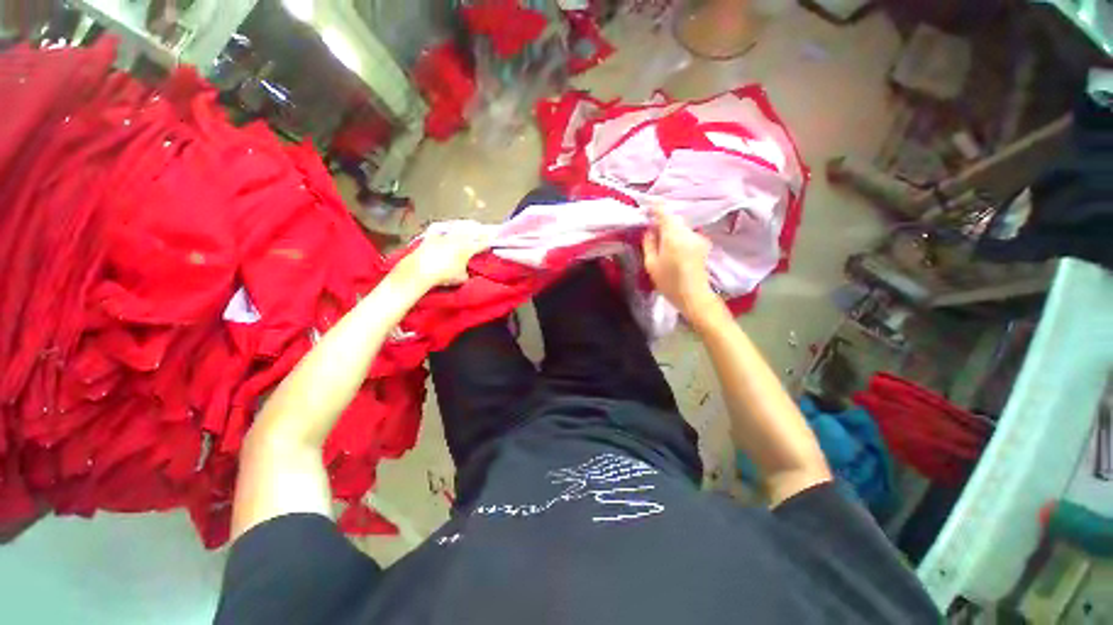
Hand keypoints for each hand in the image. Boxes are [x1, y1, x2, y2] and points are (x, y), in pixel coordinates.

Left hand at [396, 228, 491, 289]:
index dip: (490, 241)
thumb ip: (468, 274)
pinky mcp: (432, 235)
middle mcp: (458, 239)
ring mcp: (445, 235)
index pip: (483, 243)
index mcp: (468, 248)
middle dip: (479, 228)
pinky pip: (439, 228)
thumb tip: (469, 273)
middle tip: (483, 228)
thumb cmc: (444, 275)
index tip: (494, 240)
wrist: (421, 270)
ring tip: (469, 224)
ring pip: (458, 225)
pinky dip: (444, 227)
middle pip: (472, 229)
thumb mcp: (461, 278)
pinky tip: (445, 227)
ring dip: (465, 224)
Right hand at [642, 205, 717, 320]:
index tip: (647, 206)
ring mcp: (698, 237)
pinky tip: (673, 249)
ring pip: (681, 226)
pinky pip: (687, 234)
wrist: (694, 296)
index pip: (664, 213)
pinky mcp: (703, 244)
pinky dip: (679, 236)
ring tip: (661, 241)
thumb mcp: (651, 264)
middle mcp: (688, 233)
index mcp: (674, 236)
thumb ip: (649, 243)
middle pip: (674, 219)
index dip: (655, 207)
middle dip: (662, 220)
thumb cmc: (669, 283)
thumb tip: (649, 229)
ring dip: (671, 229)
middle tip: (651, 229)